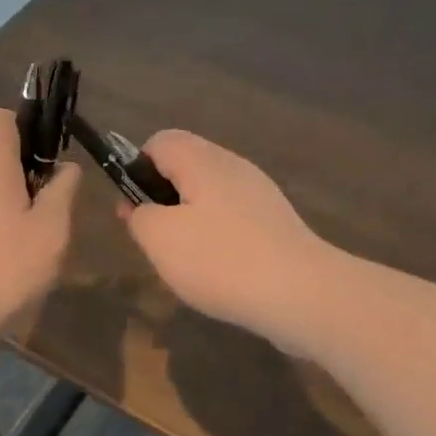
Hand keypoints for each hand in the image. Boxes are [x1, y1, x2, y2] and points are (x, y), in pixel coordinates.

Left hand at [0, 109, 80, 353]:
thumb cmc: (5, 265)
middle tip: (58, 203)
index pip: (0, 118)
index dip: (28, 125)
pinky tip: (21, 259)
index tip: (51, 154)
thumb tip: (66, 168)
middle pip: (0, 155)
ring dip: (21, 204)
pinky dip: (5, 227)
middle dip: (32, 171)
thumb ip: (62, 192)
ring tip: (44, 237)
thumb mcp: (51, 229)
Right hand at [119, 130, 330, 352]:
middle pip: (186, 168)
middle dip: (162, 200)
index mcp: (203, 161)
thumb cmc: (220, 260)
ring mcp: (260, 195)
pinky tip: (218, 273)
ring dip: (189, 224)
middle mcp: (234, 167)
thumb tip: (141, 208)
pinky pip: (233, 220)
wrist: (301, 294)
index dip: (136, 169)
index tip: (134, 210)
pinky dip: (217, 239)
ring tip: (185, 263)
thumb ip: (139, 216)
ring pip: (209, 197)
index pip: (160, 141)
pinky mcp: (276, 224)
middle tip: (156, 241)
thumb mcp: (159, 239)